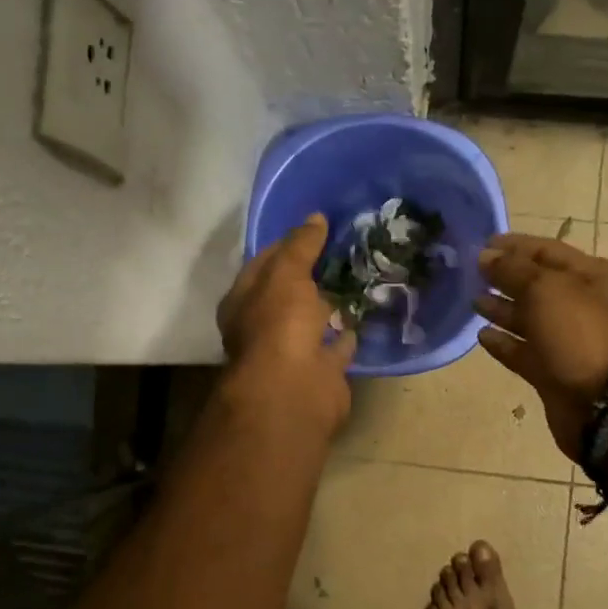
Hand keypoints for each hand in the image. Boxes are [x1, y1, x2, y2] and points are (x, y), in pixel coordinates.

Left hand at [217, 214, 355, 435]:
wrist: (294, 391)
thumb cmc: (279, 325)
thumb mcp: (286, 274)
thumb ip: (300, 246)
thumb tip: (316, 218)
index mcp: (244, 301)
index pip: (265, 263)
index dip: (289, 244)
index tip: (318, 227)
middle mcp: (263, 326)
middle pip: (289, 292)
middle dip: (310, 274)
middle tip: (343, 249)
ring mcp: (292, 351)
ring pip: (313, 320)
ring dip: (329, 304)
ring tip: (357, 277)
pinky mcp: (320, 371)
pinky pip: (336, 346)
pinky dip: (346, 334)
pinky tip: (363, 315)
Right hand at [475, 234, 607, 459]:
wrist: (606, 405)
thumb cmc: (581, 335)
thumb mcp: (547, 289)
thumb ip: (513, 270)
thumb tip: (485, 256)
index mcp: (592, 276)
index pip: (547, 251)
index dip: (514, 246)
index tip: (481, 245)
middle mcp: (582, 305)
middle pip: (537, 284)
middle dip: (505, 277)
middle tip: (470, 272)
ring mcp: (568, 341)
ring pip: (529, 318)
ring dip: (502, 309)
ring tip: (472, 301)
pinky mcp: (553, 372)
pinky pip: (524, 352)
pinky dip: (504, 343)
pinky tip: (482, 335)